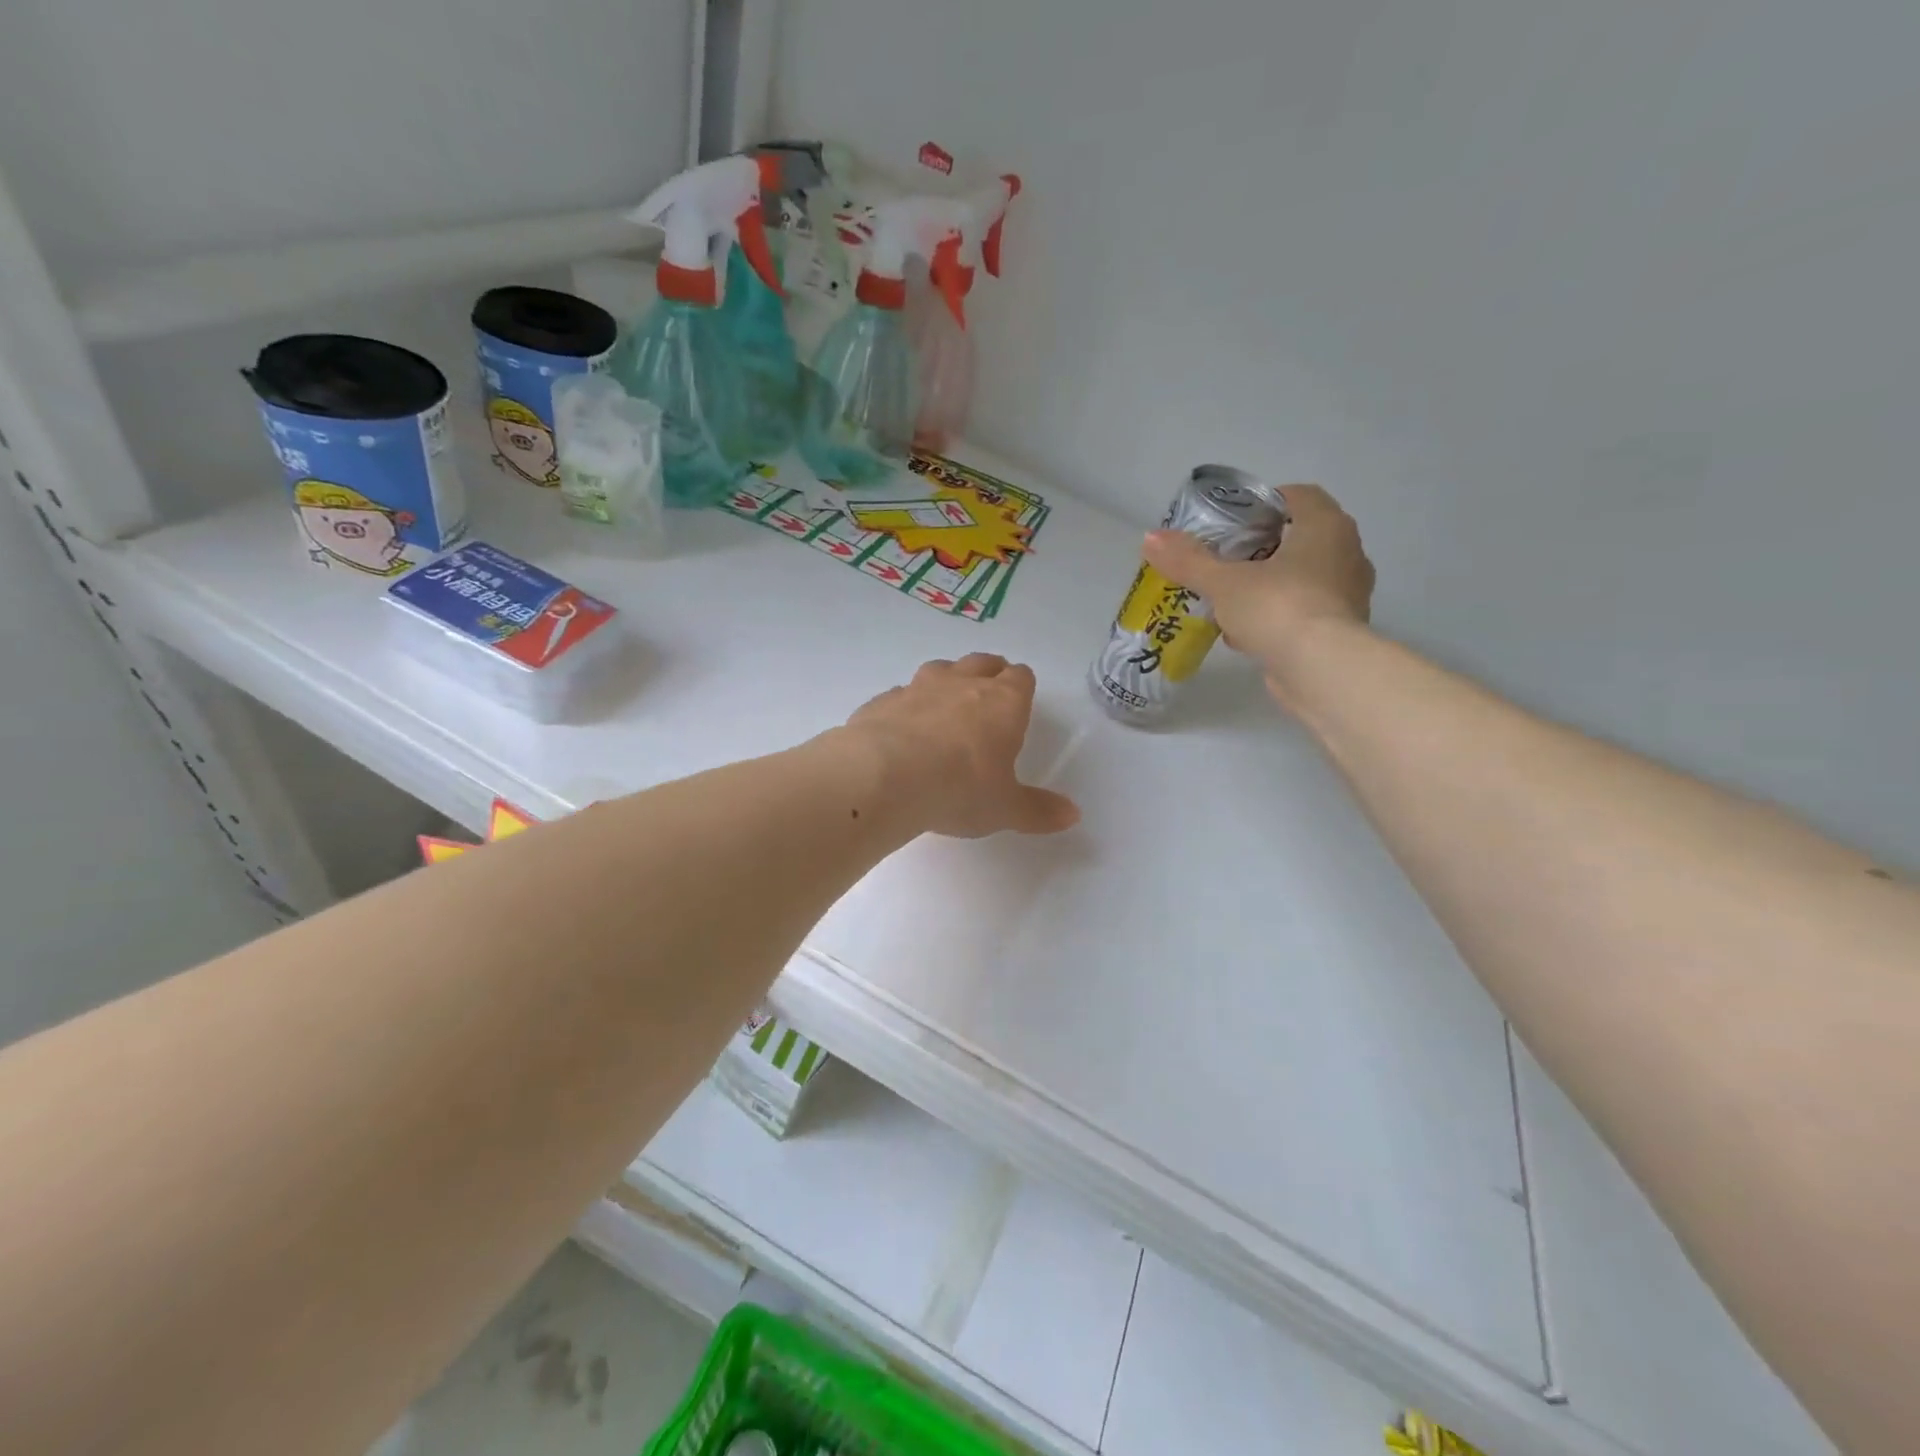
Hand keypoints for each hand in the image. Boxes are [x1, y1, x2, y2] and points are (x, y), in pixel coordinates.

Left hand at [843, 654, 1080, 838]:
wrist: (884, 777)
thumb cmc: (959, 789)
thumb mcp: (1004, 809)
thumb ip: (1038, 810)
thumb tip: (1073, 814)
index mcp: (1003, 703)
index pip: (1021, 677)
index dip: (1022, 686)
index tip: (1021, 699)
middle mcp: (962, 684)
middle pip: (982, 663)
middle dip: (989, 673)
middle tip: (989, 693)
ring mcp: (919, 687)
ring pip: (940, 670)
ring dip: (947, 681)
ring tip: (946, 706)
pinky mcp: (883, 701)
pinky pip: (901, 694)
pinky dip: (906, 706)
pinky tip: (902, 730)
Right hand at [1141, 484, 1374, 707]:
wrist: (1321, 669)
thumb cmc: (1277, 607)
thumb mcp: (1223, 582)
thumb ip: (1188, 560)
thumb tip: (1149, 538)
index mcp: (1325, 526)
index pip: (1299, 496)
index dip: (1266, 503)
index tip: (1234, 521)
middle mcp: (1347, 552)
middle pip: (1299, 538)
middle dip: (1261, 548)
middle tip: (1225, 561)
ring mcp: (1349, 593)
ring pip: (1302, 577)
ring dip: (1268, 585)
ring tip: (1230, 600)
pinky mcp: (1342, 630)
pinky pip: (1304, 611)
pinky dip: (1277, 616)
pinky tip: (1245, 634)